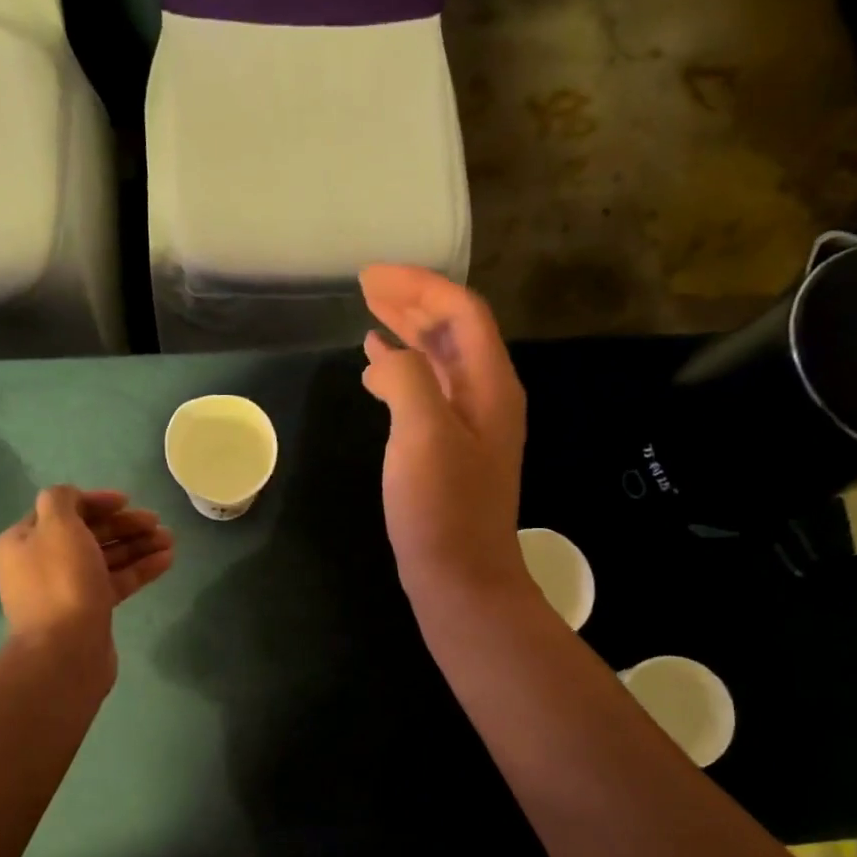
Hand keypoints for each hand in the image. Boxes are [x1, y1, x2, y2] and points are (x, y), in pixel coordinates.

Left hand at [0, 487, 173, 662]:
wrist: (66, 652)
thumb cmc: (62, 582)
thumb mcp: (57, 527)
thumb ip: (62, 500)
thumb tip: (73, 498)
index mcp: (24, 541)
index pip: (62, 511)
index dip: (96, 502)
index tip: (128, 501)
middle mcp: (42, 564)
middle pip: (88, 534)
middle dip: (124, 525)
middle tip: (156, 522)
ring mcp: (67, 590)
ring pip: (106, 558)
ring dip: (137, 545)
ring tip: (170, 540)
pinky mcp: (90, 611)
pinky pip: (116, 582)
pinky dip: (139, 569)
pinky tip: (167, 560)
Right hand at [359, 265, 530, 603]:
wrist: (461, 579)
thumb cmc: (442, 508)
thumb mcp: (423, 434)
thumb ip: (410, 378)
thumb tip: (390, 355)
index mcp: (490, 385)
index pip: (461, 312)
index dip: (418, 286)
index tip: (370, 277)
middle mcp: (487, 398)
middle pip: (454, 331)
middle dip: (412, 303)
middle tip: (366, 288)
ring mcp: (470, 428)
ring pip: (440, 363)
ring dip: (407, 336)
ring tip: (368, 322)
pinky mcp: (450, 453)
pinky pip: (427, 395)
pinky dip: (402, 376)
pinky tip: (376, 375)